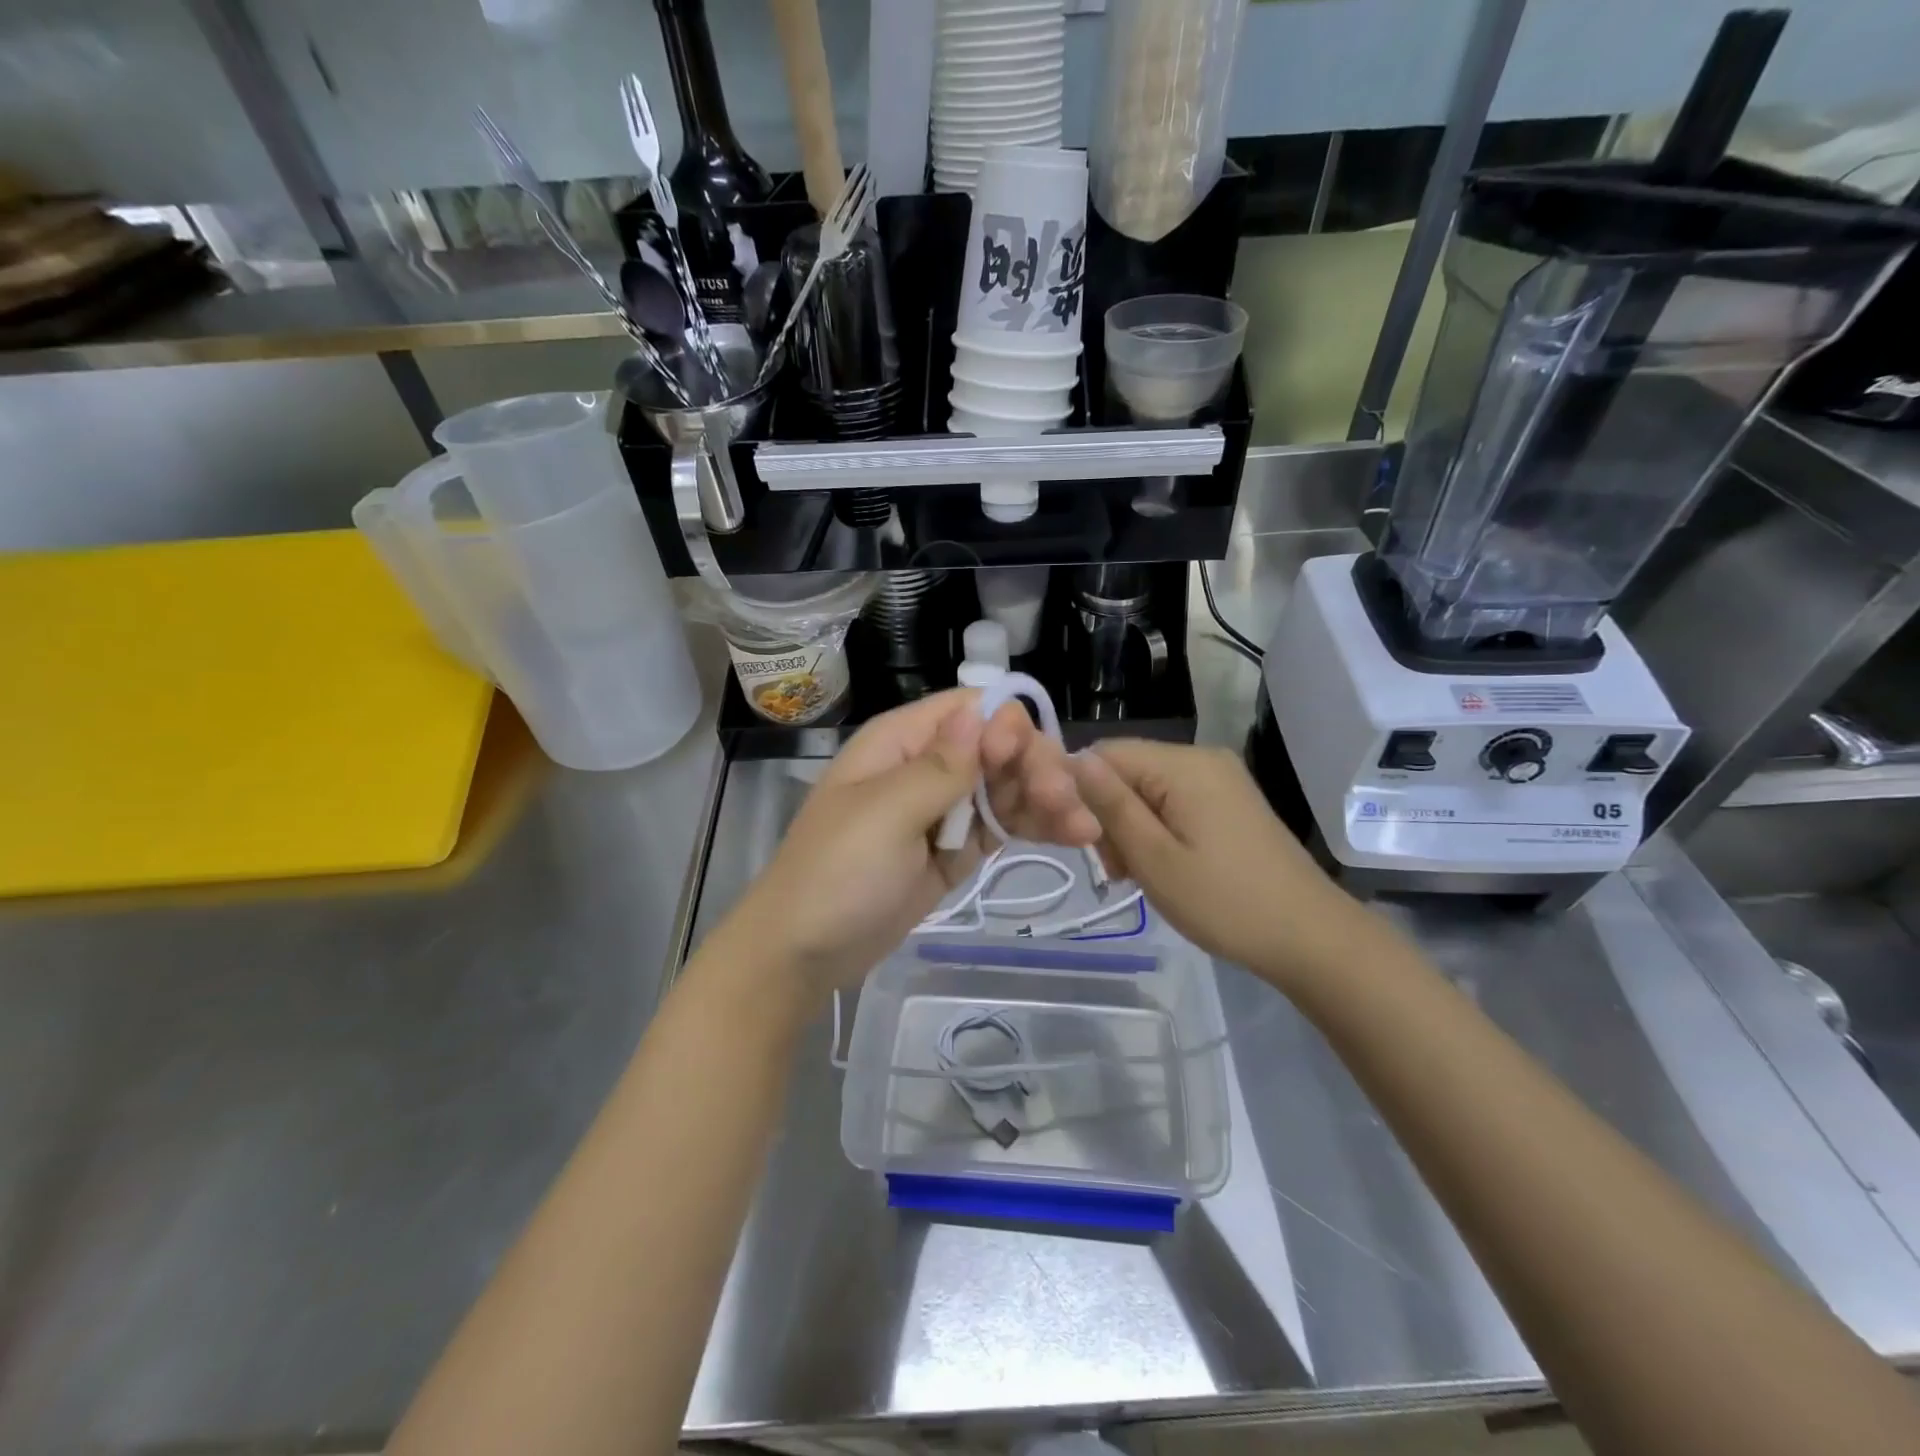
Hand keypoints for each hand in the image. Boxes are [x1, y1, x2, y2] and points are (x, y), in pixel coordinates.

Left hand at [716, 691, 1091, 1001]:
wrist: (804, 954)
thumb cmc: (836, 874)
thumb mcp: (885, 814)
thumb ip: (940, 766)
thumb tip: (981, 711)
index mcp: (901, 742)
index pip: (969, 710)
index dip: (1006, 726)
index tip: (1025, 763)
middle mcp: (927, 766)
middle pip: (998, 748)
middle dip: (1036, 768)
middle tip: (1067, 804)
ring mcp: (944, 810)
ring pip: (1007, 787)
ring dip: (1048, 799)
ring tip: (1085, 828)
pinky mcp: (957, 849)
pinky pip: (1002, 826)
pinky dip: (1036, 827)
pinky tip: (1074, 835)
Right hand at [1068, 739, 1360, 982]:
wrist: (1310, 937)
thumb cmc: (1225, 902)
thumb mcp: (1155, 858)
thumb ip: (1112, 806)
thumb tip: (1074, 760)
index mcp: (1184, 765)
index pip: (1106, 754)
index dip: (1084, 793)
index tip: (1089, 845)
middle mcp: (1202, 758)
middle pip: (1128, 771)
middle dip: (1111, 815)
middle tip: (1119, 871)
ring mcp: (1221, 779)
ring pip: (1148, 789)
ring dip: (1133, 828)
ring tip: (1141, 875)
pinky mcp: (1230, 801)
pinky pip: (1175, 801)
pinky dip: (1159, 830)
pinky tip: (1165, 866)